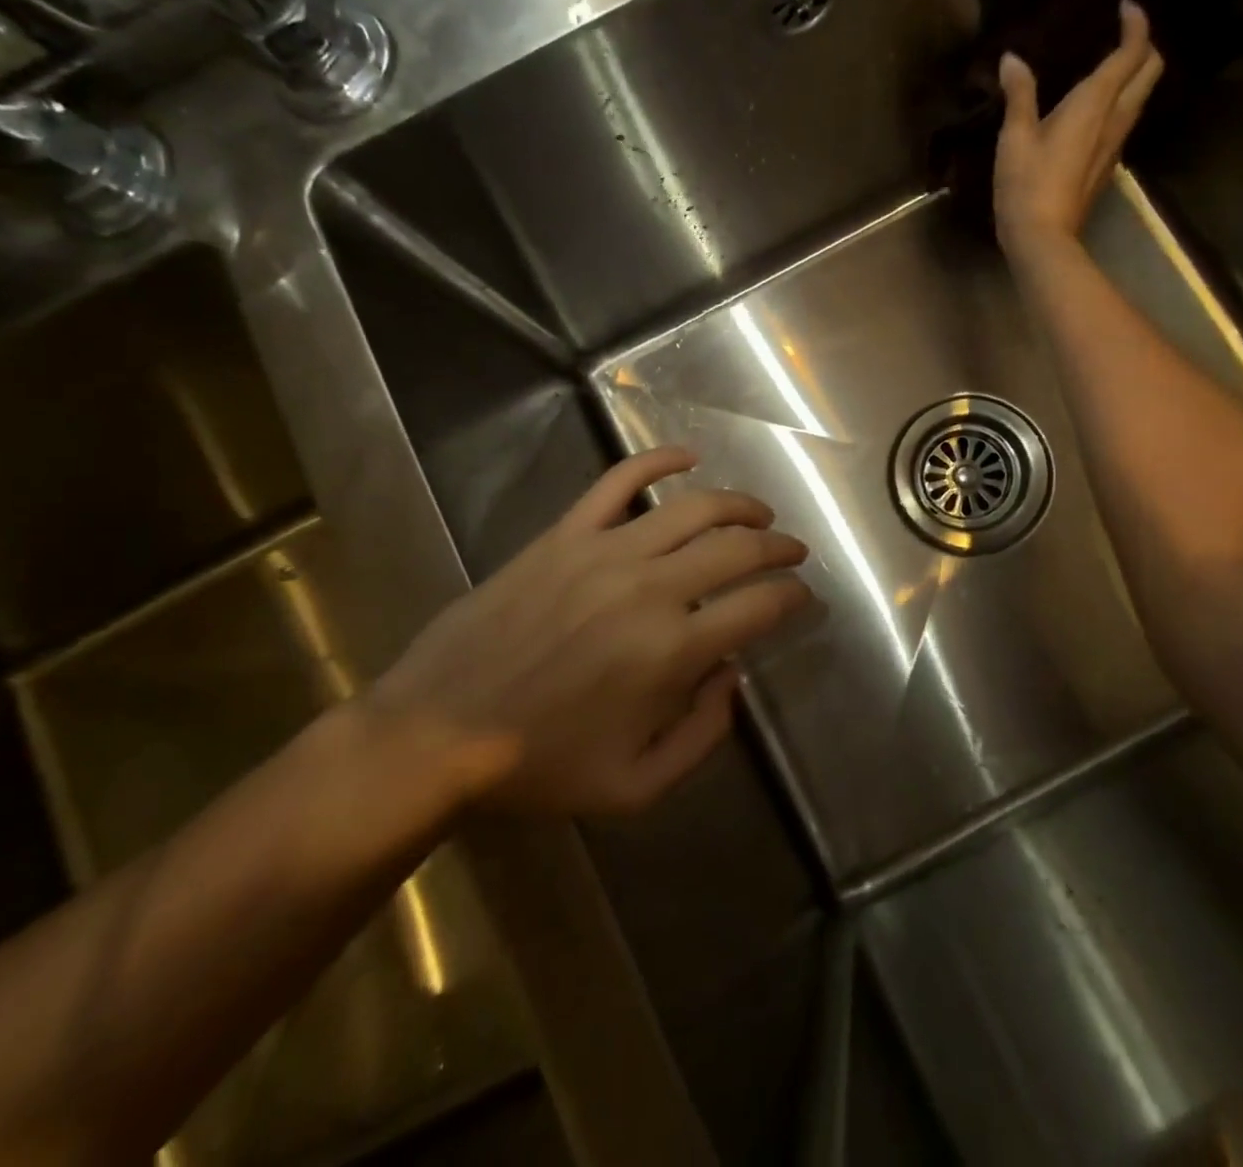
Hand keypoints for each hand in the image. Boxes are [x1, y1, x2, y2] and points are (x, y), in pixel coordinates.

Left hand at [370, 447, 811, 813]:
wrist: (438, 731)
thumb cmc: (541, 765)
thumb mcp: (637, 786)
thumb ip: (704, 735)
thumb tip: (733, 674)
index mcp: (672, 652)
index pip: (760, 605)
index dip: (794, 597)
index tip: (804, 597)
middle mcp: (650, 589)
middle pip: (737, 548)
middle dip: (779, 547)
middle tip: (794, 552)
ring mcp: (605, 552)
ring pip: (693, 507)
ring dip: (739, 505)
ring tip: (758, 514)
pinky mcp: (566, 534)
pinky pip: (620, 480)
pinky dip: (660, 459)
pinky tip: (688, 456)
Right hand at [994, 0, 1163, 254]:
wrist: (1043, 238)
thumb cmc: (1027, 185)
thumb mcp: (1015, 138)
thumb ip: (1019, 95)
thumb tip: (1012, 60)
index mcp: (1095, 104)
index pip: (1132, 53)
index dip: (1136, 24)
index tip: (1126, 6)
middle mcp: (1115, 119)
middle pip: (1150, 72)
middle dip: (1144, 46)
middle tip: (1122, 34)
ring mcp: (1115, 145)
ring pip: (1141, 97)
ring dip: (1135, 75)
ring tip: (1109, 65)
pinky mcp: (1106, 166)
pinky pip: (1124, 120)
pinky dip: (1120, 101)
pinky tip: (1095, 108)